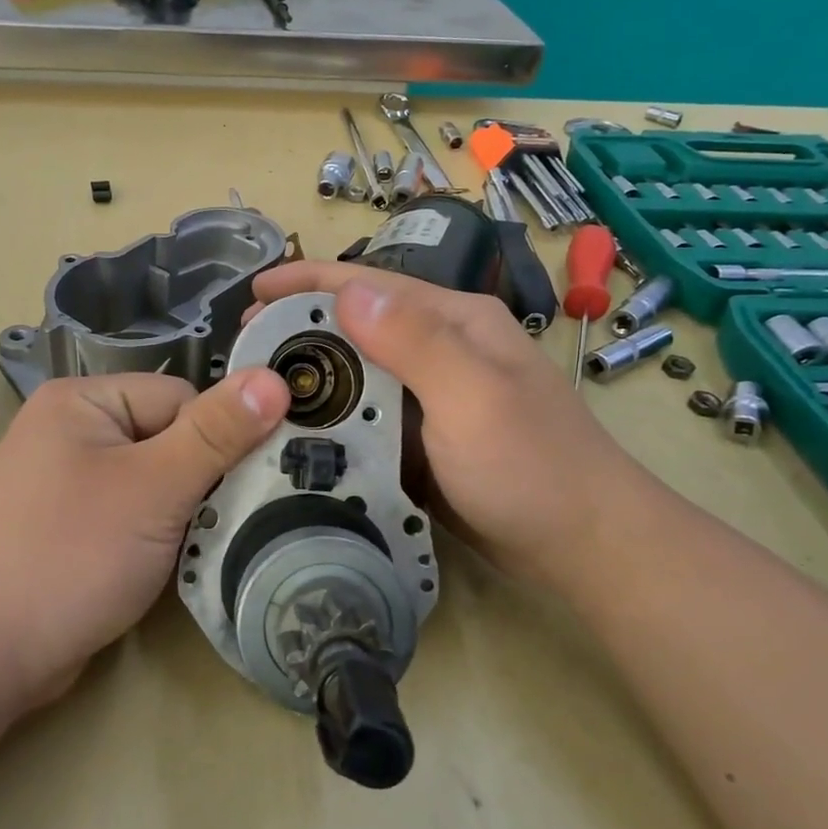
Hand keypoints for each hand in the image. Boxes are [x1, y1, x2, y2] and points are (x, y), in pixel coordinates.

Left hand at [0, 368, 289, 701]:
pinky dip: (158, 534)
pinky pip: (132, 512)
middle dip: (200, 481)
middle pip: (169, 438)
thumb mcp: (155, 488)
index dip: (215, 440)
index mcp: (82, 401)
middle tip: (223, 523)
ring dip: (184, 512)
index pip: (180, 399)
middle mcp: (72, 430)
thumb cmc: (70, 556)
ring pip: (155, 480)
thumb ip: (216, 434)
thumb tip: (273, 379)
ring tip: (196, 546)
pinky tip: (169, 562)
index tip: (239, 488)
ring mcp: (68, 481)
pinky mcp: (71, 525)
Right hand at [250, 262, 639, 583]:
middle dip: (299, 331)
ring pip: (357, 373)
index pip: (369, 285)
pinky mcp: (423, 439)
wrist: (584, 546)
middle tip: (243, 353)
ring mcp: (432, 396)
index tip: (252, 295)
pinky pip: (366, 417)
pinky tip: (297, 433)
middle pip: (357, 326)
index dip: (306, 282)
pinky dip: (331, 419)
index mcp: (455, 322)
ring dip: (311, 377)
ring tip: (257, 393)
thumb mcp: (473, 397)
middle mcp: (440, 349)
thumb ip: (414, 342)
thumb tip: (347, 292)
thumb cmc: (532, 467)